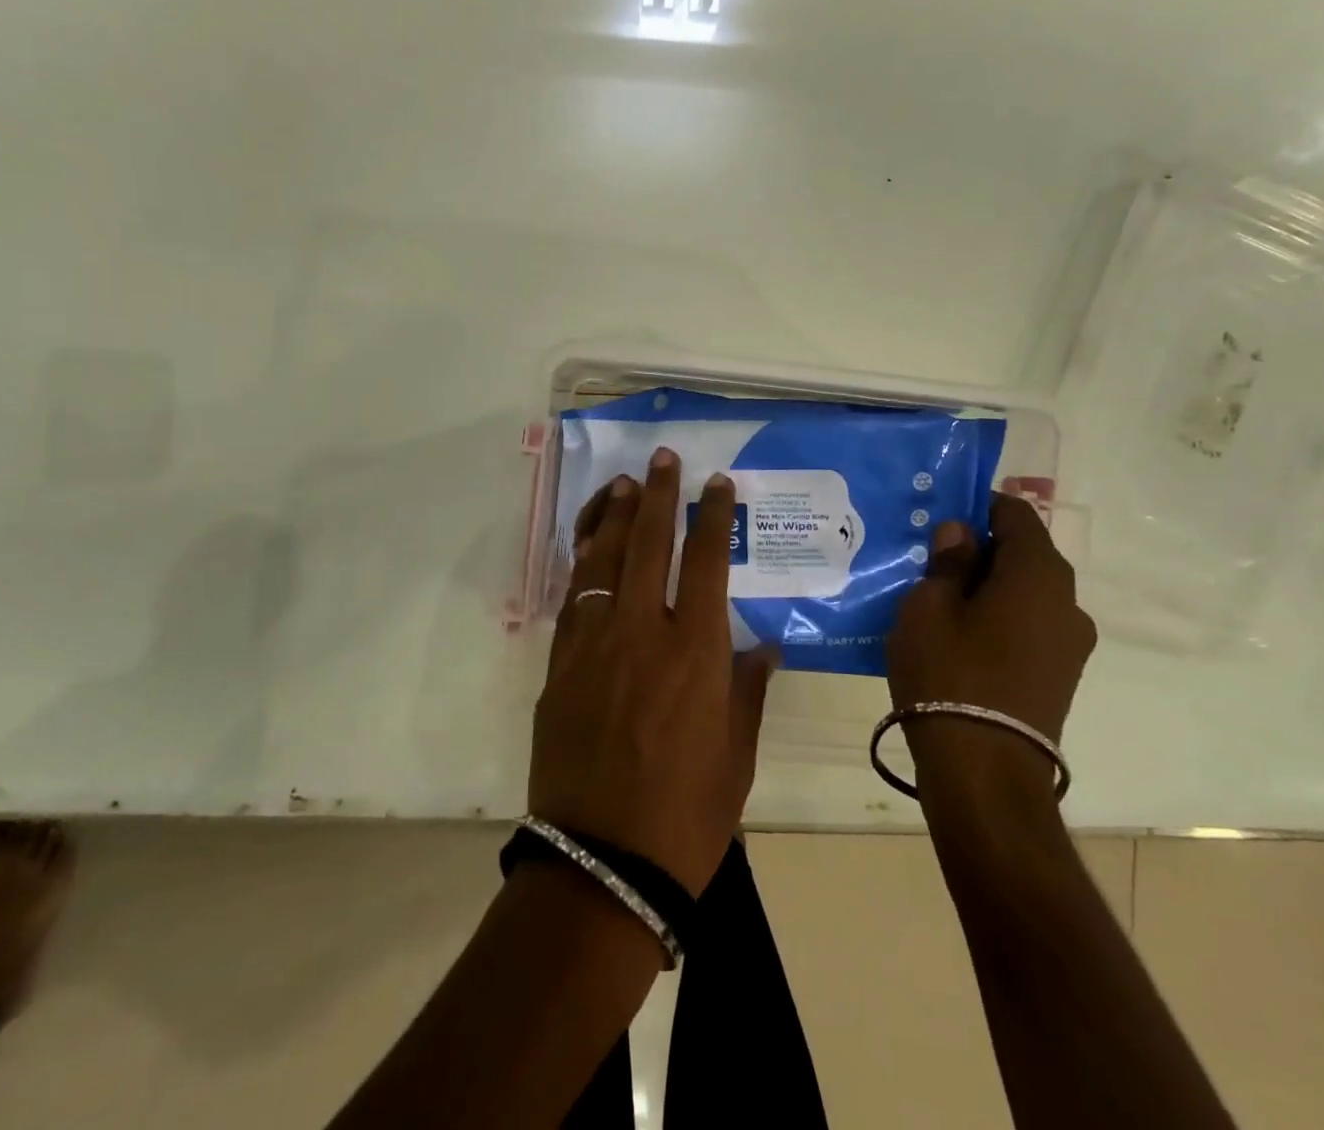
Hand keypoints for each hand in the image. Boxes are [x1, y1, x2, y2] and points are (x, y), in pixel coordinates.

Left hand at [528, 448, 776, 895]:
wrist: (602, 863)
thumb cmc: (686, 815)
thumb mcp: (737, 756)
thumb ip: (748, 691)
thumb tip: (764, 649)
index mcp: (697, 651)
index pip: (708, 562)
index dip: (712, 516)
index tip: (716, 484)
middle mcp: (644, 632)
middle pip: (650, 544)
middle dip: (658, 495)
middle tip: (662, 460)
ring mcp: (594, 644)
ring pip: (603, 561)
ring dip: (613, 518)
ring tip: (621, 485)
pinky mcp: (559, 665)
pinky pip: (573, 599)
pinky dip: (582, 566)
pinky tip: (588, 549)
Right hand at [885, 493, 1095, 746]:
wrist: (984, 771)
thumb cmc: (950, 674)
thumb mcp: (929, 607)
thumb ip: (948, 562)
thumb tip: (961, 534)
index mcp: (1040, 574)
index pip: (1015, 514)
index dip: (977, 506)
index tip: (939, 516)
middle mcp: (1068, 602)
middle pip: (1023, 555)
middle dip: (978, 550)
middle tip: (928, 559)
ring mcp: (1070, 644)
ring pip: (1025, 594)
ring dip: (987, 588)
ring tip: (939, 601)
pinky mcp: (1061, 676)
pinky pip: (1028, 627)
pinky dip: (998, 619)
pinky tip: (958, 637)